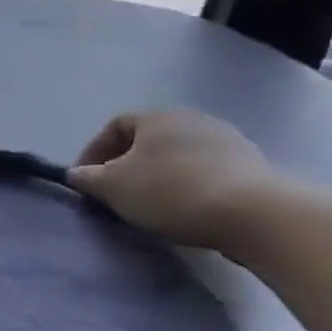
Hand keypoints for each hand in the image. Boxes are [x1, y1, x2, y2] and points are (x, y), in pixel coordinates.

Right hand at [67, 110, 283, 251]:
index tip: (85, 181)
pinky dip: (188, 187)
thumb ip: (87, 178)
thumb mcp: (112, 187)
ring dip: (158, 177)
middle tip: (114, 194)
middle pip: (147, 141)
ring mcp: (227, 141)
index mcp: (156, 116)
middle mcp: (192, 119)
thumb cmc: (170, 191)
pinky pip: (205, 173)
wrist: (254, 214)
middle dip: (126, 165)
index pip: (114, 126)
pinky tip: (185, 211)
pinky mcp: (252, 167)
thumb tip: (77, 174)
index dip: (93, 152)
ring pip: (177, 157)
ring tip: (150, 206)